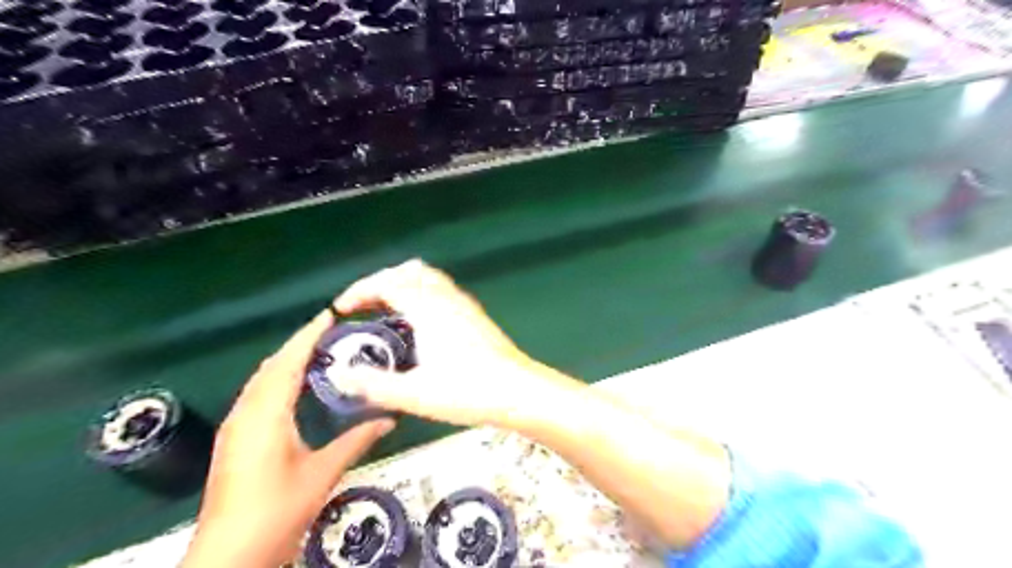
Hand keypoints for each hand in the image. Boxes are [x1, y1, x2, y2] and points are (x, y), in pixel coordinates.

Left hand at [183, 310, 391, 567]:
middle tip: (331, 332)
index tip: (330, 315)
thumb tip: (390, 419)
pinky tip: (295, 387)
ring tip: (318, 351)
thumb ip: (356, 440)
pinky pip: (257, 394)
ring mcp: (236, 426)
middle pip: (271, 366)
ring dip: (287, 361)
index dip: (308, 336)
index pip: (288, 362)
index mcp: (266, 414)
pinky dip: (278, 379)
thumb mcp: (323, 473)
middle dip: (298, 344)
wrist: (228, 556)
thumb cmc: (277, 511)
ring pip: (261, 380)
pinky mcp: (234, 439)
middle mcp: (246, 412)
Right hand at [337, 259, 581, 428]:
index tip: (341, 309)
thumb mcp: (414, 394)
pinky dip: (420, 293)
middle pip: (408, 271)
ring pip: (427, 277)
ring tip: (386, 311)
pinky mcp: (474, 314)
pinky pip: (440, 289)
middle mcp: (445, 298)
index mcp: (428, 309)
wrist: (518, 391)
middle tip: (362, 306)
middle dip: (380, 282)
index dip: (359, 291)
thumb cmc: (468, 391)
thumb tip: (339, 374)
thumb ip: (373, 384)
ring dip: (402, 285)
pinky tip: (418, 322)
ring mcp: (463, 304)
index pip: (386, 283)